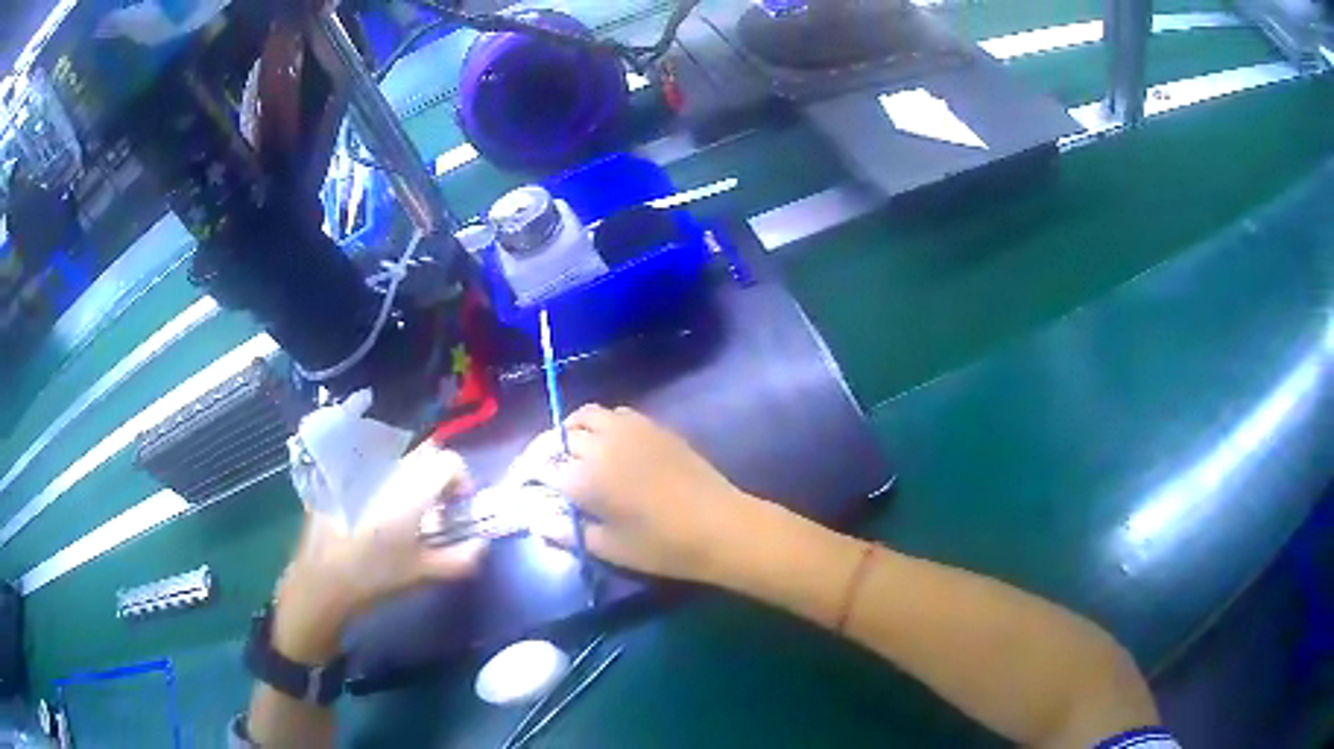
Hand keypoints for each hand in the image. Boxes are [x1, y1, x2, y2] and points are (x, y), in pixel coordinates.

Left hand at [274, 442, 487, 662]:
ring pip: (397, 456)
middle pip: (424, 452)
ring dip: (410, 473)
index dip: (461, 479)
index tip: (458, 504)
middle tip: (435, 503)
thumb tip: (481, 544)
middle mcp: (388, 469)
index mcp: (412, 488)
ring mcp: (362, 468)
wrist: (323, 577)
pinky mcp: (341, 475)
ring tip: (405, 506)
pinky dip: (383, 477)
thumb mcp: (423, 572)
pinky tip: (375, 508)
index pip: (449, 461)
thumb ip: (460, 558)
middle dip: (436, 472)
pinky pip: (371, 464)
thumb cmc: (376, 575)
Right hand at [544, 405, 761, 584]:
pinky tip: (607, 444)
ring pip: (585, 416)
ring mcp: (629, 430)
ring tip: (571, 453)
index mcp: (584, 478)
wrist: (720, 526)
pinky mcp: (653, 426)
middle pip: (559, 437)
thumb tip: (537, 520)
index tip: (523, 488)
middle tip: (546, 473)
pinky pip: (615, 414)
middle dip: (546, 453)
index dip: (527, 477)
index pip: (540, 468)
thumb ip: (567, 531)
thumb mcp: (609, 548)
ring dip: (570, 431)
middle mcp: (600, 444)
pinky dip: (600, 424)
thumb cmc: (663, 546)